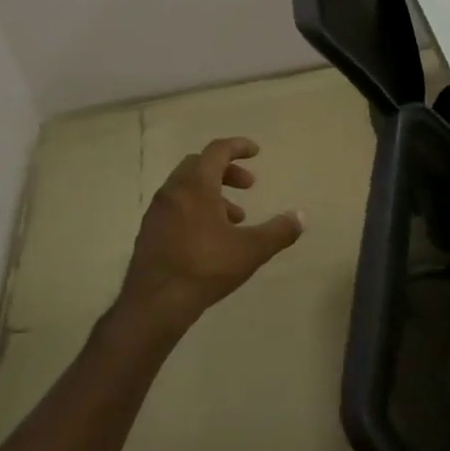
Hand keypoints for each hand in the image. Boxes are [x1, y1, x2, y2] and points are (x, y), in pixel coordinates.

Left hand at [116, 137, 303, 337]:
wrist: (155, 304)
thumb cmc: (205, 268)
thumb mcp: (251, 250)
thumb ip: (279, 231)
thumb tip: (300, 216)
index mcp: (196, 186)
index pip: (217, 151)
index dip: (238, 147)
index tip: (256, 152)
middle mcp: (173, 191)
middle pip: (199, 165)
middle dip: (227, 171)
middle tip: (249, 186)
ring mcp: (157, 211)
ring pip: (186, 187)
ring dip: (213, 193)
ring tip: (235, 218)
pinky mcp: (149, 231)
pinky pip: (176, 205)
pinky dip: (196, 207)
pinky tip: (210, 237)